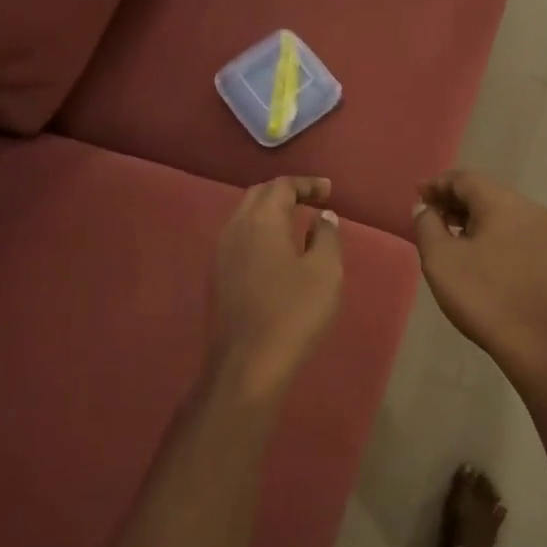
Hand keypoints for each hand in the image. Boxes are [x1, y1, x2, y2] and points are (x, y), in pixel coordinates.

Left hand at [211, 176, 343, 400]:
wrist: (248, 362)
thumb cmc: (294, 312)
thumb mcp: (325, 272)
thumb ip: (326, 237)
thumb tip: (324, 217)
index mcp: (261, 221)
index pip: (281, 186)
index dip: (306, 184)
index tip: (328, 190)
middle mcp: (234, 229)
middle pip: (258, 197)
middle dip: (285, 192)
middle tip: (312, 200)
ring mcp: (221, 254)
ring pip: (245, 218)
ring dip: (270, 213)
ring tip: (296, 222)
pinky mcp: (218, 278)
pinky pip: (239, 240)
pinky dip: (260, 234)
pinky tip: (276, 252)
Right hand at [412, 170, 546, 376]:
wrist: (534, 340)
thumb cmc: (482, 296)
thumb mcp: (441, 260)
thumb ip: (427, 225)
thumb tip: (425, 208)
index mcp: (504, 202)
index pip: (465, 179)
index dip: (437, 184)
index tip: (415, 194)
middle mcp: (528, 208)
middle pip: (484, 191)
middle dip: (452, 199)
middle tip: (426, 214)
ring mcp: (542, 231)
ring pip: (498, 211)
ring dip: (469, 216)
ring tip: (443, 232)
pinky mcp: (546, 253)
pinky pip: (510, 229)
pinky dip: (486, 230)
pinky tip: (470, 249)